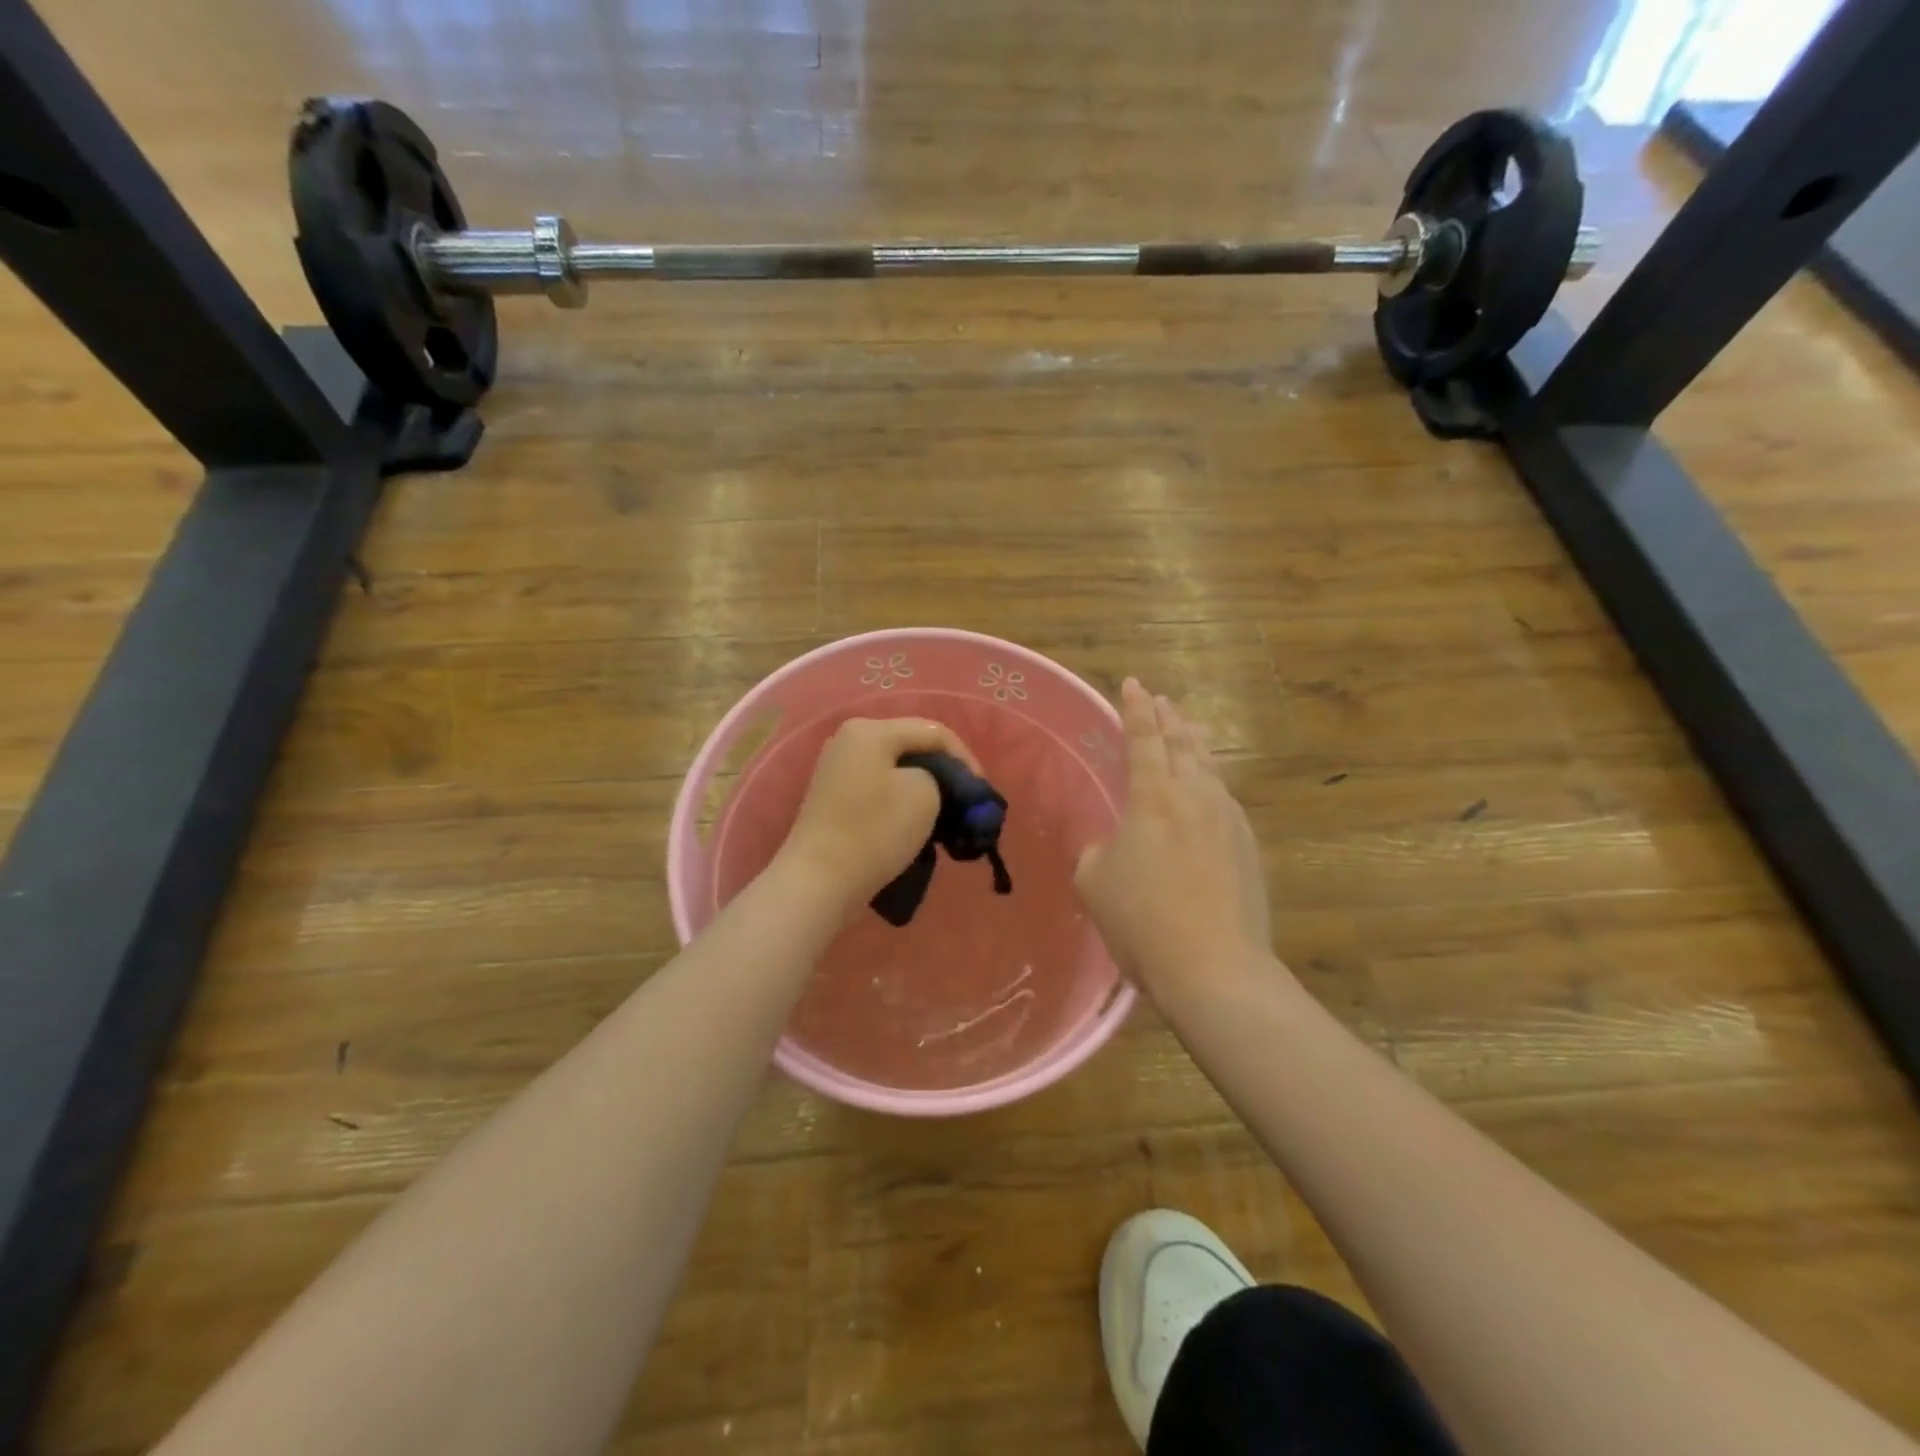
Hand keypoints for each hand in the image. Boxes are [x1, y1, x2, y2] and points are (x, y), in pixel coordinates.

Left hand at [774, 716, 981, 912]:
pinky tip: (914, 821)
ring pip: (895, 768)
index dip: (965, 758)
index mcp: (870, 730)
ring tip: (944, 813)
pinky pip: (878, 787)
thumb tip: (931, 782)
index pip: (934, 732)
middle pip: (912, 746)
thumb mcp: (924, 794)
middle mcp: (849, 739)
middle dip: (944, 771)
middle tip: (966, 799)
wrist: (819, 882)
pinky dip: (900, 799)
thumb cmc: (875, 831)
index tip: (982, 791)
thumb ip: (939, 776)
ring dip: (923, 786)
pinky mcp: (833, 797)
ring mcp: (837, 768)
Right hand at [1074, 679, 1273, 1004]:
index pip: (1143, 740)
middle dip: (1170, 719)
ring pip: (1210, 769)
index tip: (1133, 684)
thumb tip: (1116, 846)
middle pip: (1184, 745)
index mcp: (1154, 799)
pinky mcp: (1248, 848)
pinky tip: (1209, 791)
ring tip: (1188, 730)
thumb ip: (1100, 852)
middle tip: (1162, 700)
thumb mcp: (1094, 883)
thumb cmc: (1143, 922)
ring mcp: (1229, 821)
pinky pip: (1225, 800)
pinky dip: (1211, 783)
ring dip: (1195, 745)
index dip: (1135, 710)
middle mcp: (1196, 798)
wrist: (1216, 969)